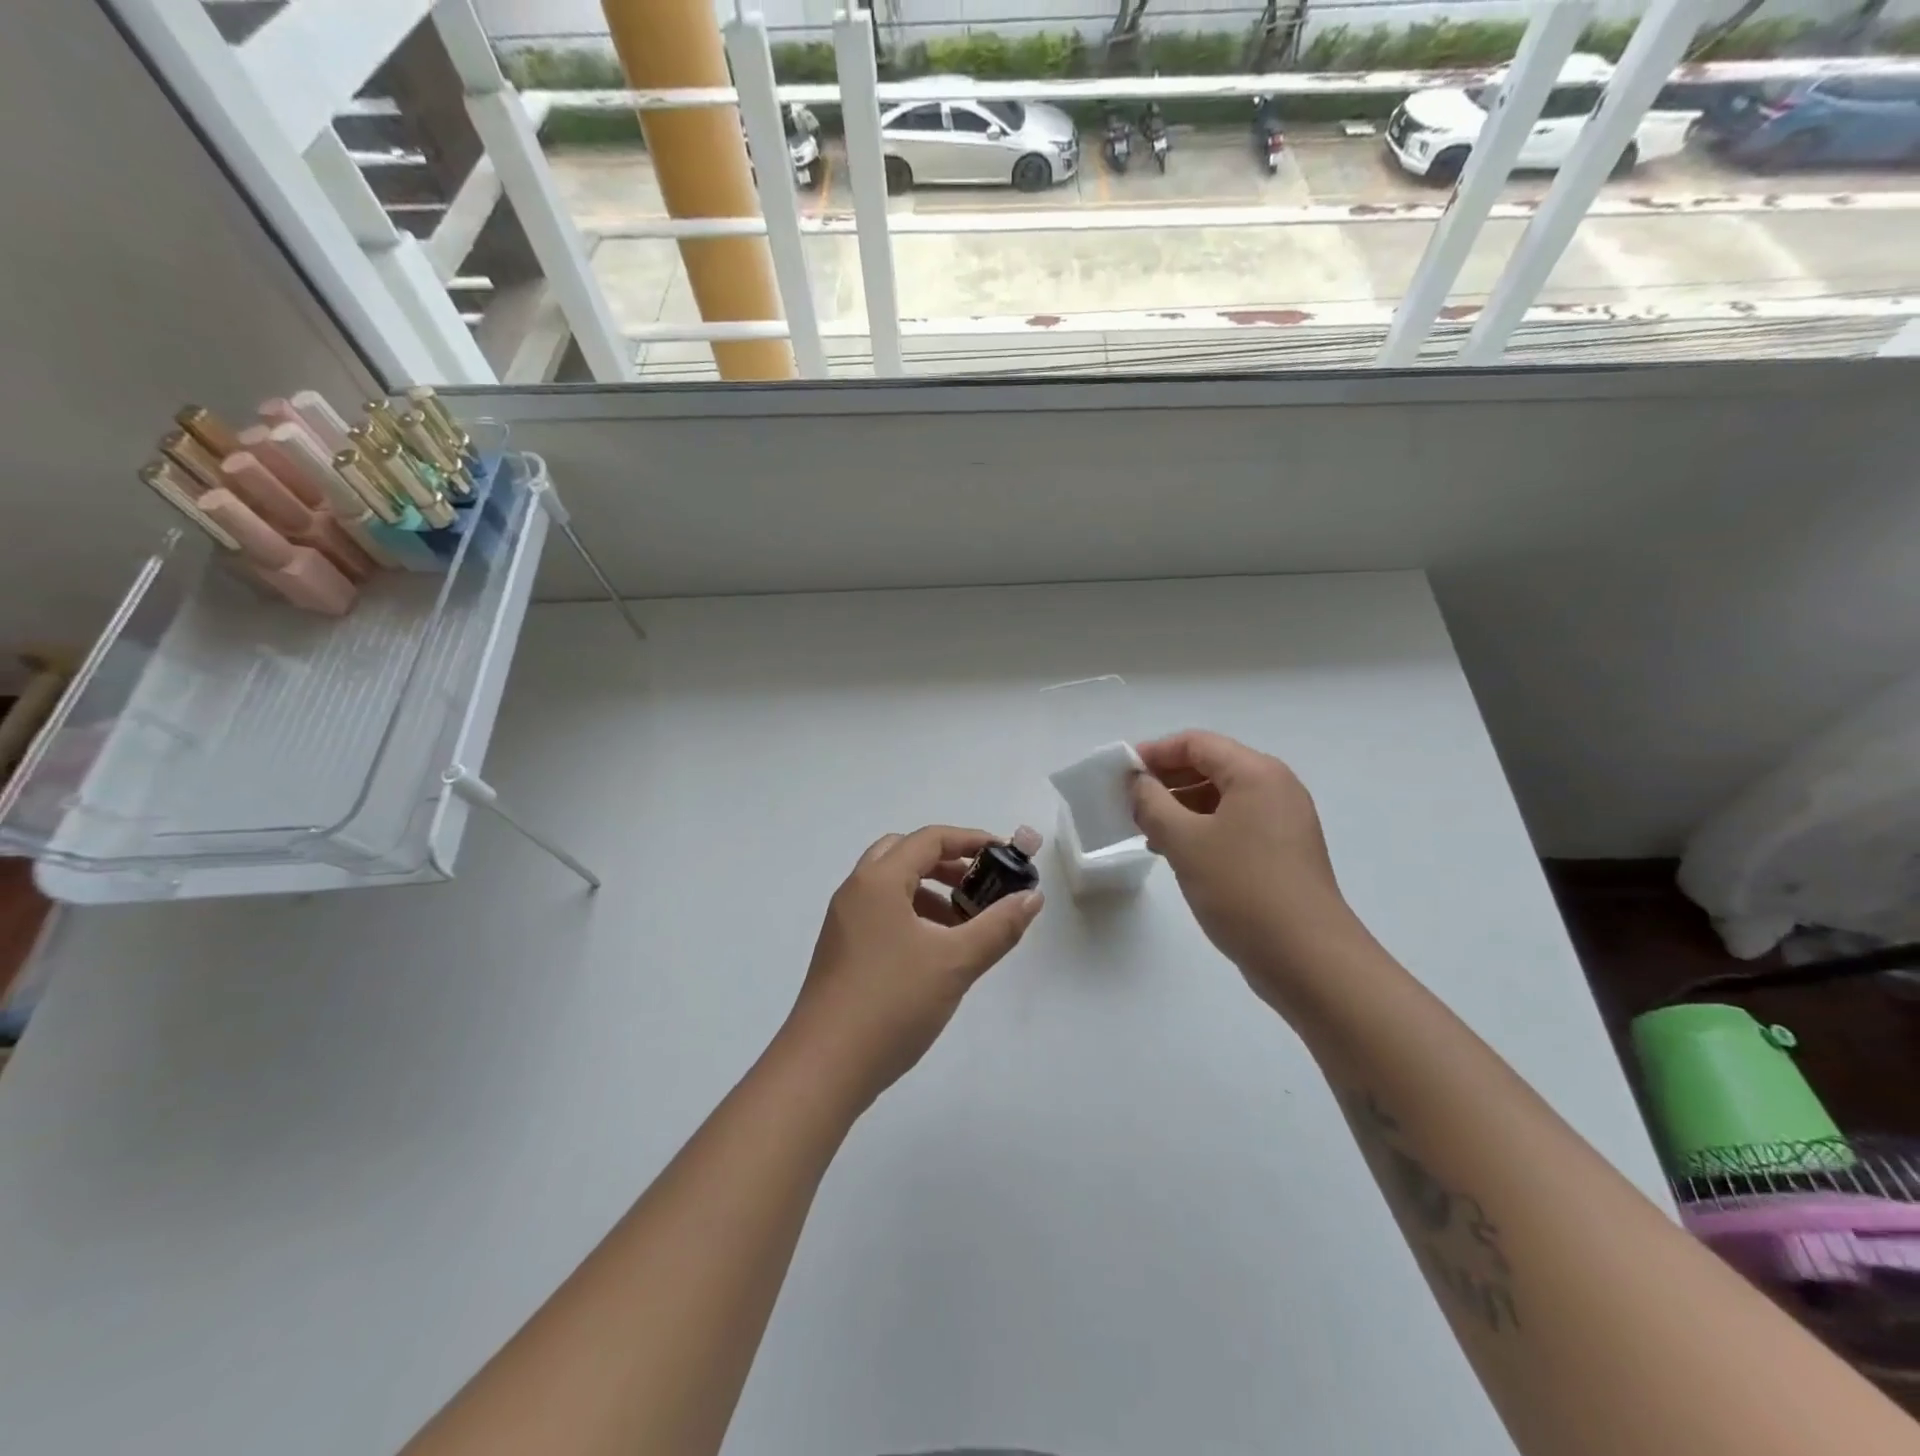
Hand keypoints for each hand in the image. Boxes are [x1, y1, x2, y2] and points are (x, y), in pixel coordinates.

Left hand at [784, 826, 1043, 1107]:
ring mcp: (844, 922)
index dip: (971, 840)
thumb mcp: (955, 962)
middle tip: (980, 887)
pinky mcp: (841, 951)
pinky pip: (881, 914)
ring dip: (930, 892)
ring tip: (964, 925)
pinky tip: (935, 953)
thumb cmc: (892, 1003)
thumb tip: (1032, 897)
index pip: (929, 839)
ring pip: (892, 887)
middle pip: (904, 854)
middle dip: (947, 863)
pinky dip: (912, 916)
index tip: (1006, 856)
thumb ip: (998, 926)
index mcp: (878, 881)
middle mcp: (856, 891)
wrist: (824, 1068)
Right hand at [1128, 731, 1359, 1009]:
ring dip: (1180, 807)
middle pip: (1211, 766)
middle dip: (1166, 781)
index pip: (1196, 743)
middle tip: (1127, 802)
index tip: (1120, 773)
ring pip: (1221, 798)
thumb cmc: (1243, 889)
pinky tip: (1175, 853)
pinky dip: (1201, 829)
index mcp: (1256, 773)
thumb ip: (1152, 803)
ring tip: (1145, 830)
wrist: (1307, 959)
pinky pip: (1234, 824)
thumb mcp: (1185, 841)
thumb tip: (1138, 783)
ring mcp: (1283, 821)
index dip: (1154, 752)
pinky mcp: (1283, 852)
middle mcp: (1275, 788)